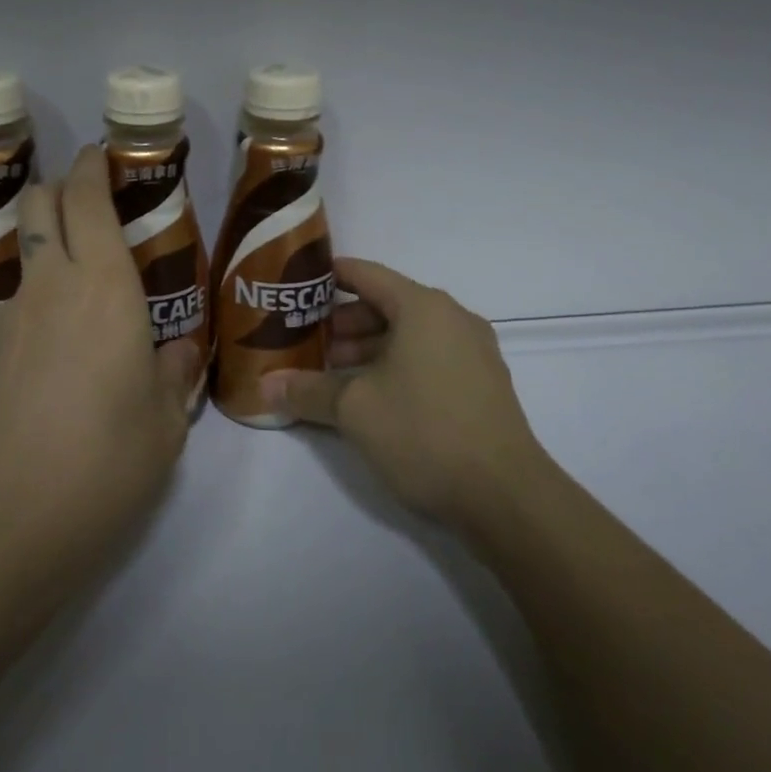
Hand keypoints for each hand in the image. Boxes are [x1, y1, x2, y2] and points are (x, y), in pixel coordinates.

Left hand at [0, 146, 200, 600]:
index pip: (88, 200)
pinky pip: (19, 304)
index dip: (93, 168)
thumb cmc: (102, 466)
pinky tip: (60, 358)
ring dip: (52, 250)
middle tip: (96, 208)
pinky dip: (41, 302)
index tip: (104, 157)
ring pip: (28, 255)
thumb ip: (175, 375)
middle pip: (41, 204)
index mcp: (104, 289)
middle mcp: (51, 287)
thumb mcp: (165, 425)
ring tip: (89, 301)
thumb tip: (177, 352)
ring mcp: (9, 318)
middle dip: (63, 189)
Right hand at [264, 258, 546, 537]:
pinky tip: (372, 396)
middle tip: (308, 340)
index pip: (366, 274)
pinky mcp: (481, 385)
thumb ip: (307, 390)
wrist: (506, 497)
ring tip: (333, 372)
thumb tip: (264, 386)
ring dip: (369, 347)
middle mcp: (452, 319)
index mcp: (423, 307)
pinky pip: (429, 358)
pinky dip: (397, 365)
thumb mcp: (355, 409)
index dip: (329, 276)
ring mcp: (473, 352)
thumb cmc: (424, 432)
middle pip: (388, 304)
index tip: (298, 286)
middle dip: (344, 321)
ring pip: (409, 335)